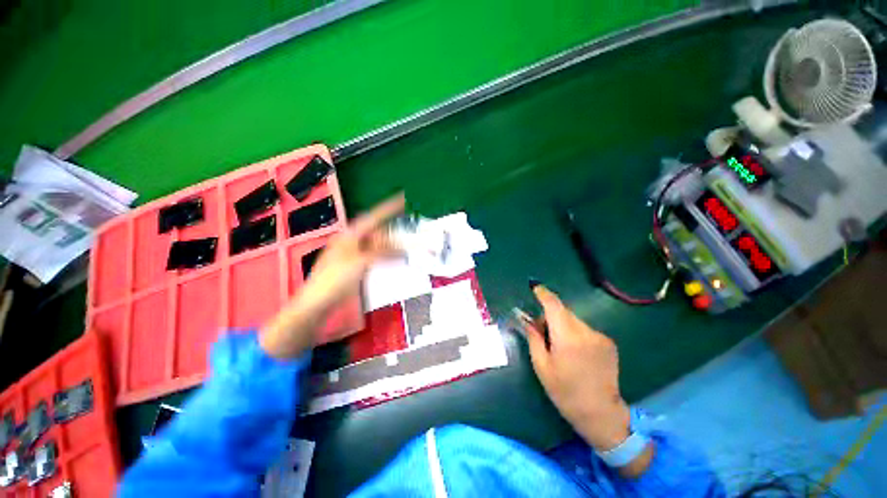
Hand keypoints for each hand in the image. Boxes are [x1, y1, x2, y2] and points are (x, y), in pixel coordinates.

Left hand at [260, 194, 404, 358]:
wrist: (317, 304)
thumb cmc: (335, 280)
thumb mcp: (361, 262)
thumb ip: (382, 253)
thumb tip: (402, 248)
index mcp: (350, 236)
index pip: (373, 217)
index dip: (388, 208)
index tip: (403, 199)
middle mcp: (351, 241)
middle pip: (377, 232)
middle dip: (393, 233)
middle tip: (409, 234)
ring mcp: (353, 254)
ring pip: (376, 245)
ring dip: (390, 247)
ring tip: (405, 249)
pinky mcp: (355, 266)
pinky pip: (374, 257)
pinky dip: (385, 257)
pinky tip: (393, 260)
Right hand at [518, 284, 630, 450]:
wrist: (600, 413)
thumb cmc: (565, 392)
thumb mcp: (542, 366)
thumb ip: (534, 338)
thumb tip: (527, 320)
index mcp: (567, 338)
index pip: (554, 306)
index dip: (543, 294)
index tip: (535, 287)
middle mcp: (586, 332)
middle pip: (563, 312)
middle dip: (550, 316)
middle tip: (541, 331)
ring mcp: (600, 337)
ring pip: (574, 320)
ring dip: (563, 325)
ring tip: (559, 346)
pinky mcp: (608, 343)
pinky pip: (585, 329)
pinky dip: (575, 333)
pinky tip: (575, 352)